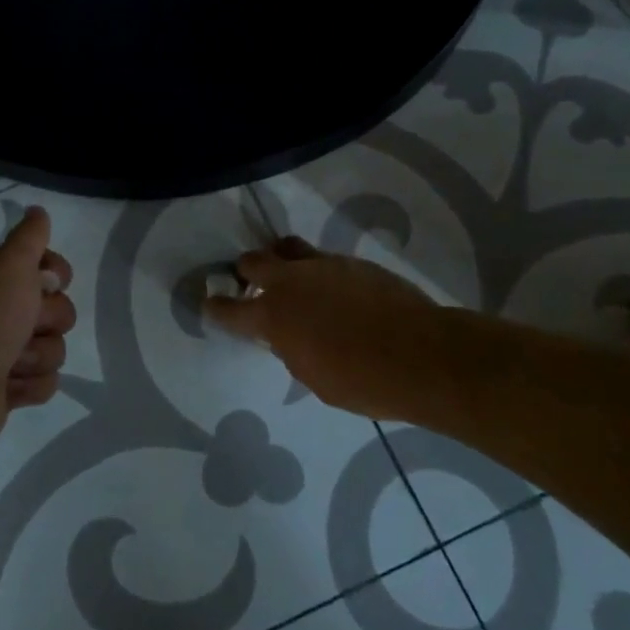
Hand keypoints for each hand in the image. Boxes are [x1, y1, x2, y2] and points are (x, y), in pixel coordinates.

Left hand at [0, 207, 76, 459]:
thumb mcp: (10, 263)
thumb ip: (29, 236)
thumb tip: (37, 211)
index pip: (46, 266)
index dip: (54, 275)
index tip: (45, 283)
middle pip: (56, 308)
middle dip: (47, 320)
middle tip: (25, 325)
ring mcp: (0, 351)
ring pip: (53, 346)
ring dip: (37, 355)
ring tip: (11, 362)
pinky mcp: (6, 388)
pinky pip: (44, 381)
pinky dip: (29, 385)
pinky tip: (7, 386)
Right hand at [203, 236, 442, 420]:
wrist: (420, 354)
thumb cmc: (363, 382)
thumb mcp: (314, 378)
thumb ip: (292, 350)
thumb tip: (288, 336)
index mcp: (273, 317)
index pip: (230, 309)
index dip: (216, 308)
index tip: (210, 304)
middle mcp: (291, 282)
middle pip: (254, 261)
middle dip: (247, 271)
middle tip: (252, 284)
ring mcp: (323, 266)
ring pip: (288, 248)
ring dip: (282, 261)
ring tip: (293, 277)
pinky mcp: (352, 262)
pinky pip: (324, 259)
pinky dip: (319, 272)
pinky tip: (336, 292)